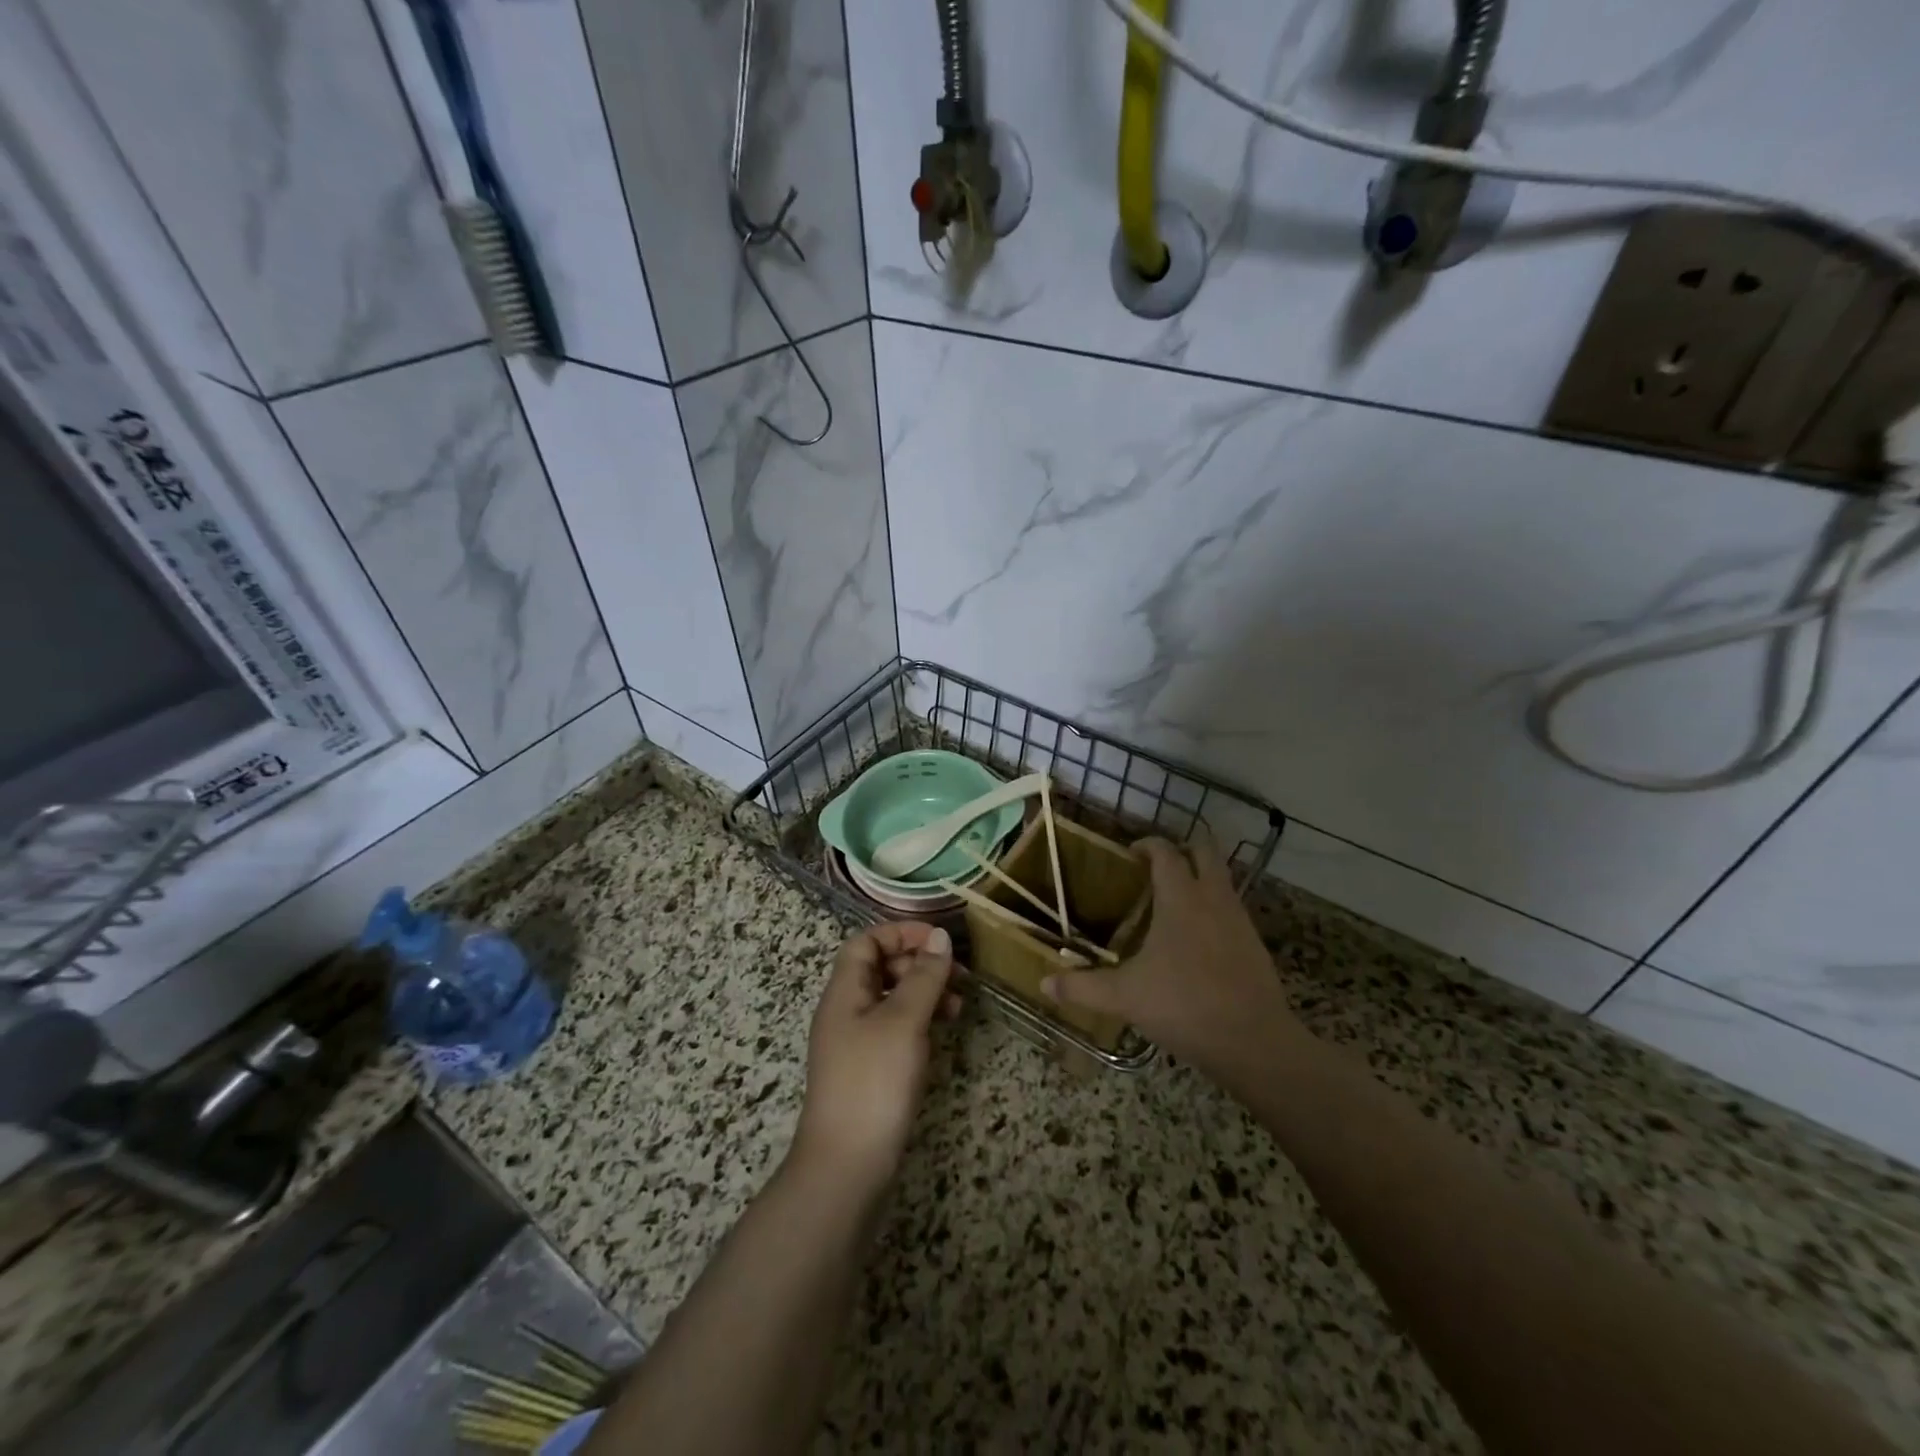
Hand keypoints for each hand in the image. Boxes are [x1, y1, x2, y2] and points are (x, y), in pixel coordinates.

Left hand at [791, 922, 958, 1195]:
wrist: (847, 1165)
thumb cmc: (874, 1081)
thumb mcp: (904, 1021)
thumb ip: (924, 976)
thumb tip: (941, 936)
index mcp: (845, 992)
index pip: (866, 942)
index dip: (901, 933)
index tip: (940, 941)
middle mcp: (846, 1010)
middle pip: (880, 967)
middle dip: (919, 964)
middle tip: (958, 975)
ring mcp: (857, 1042)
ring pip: (892, 999)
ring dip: (925, 993)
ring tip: (958, 1006)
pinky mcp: (870, 1069)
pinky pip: (896, 1028)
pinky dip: (920, 1021)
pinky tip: (943, 1032)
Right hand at [1043, 838, 1303, 1077]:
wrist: (1254, 1041)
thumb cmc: (1184, 1005)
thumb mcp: (1125, 996)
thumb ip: (1082, 986)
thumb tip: (1043, 983)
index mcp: (1181, 898)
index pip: (1166, 852)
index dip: (1147, 844)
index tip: (1129, 853)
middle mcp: (1213, 898)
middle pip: (1205, 850)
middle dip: (1182, 849)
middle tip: (1155, 868)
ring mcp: (1239, 919)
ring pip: (1222, 878)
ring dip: (1200, 877)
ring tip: (1172, 901)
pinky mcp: (1255, 943)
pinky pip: (1231, 908)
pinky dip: (1213, 907)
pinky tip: (1195, 939)